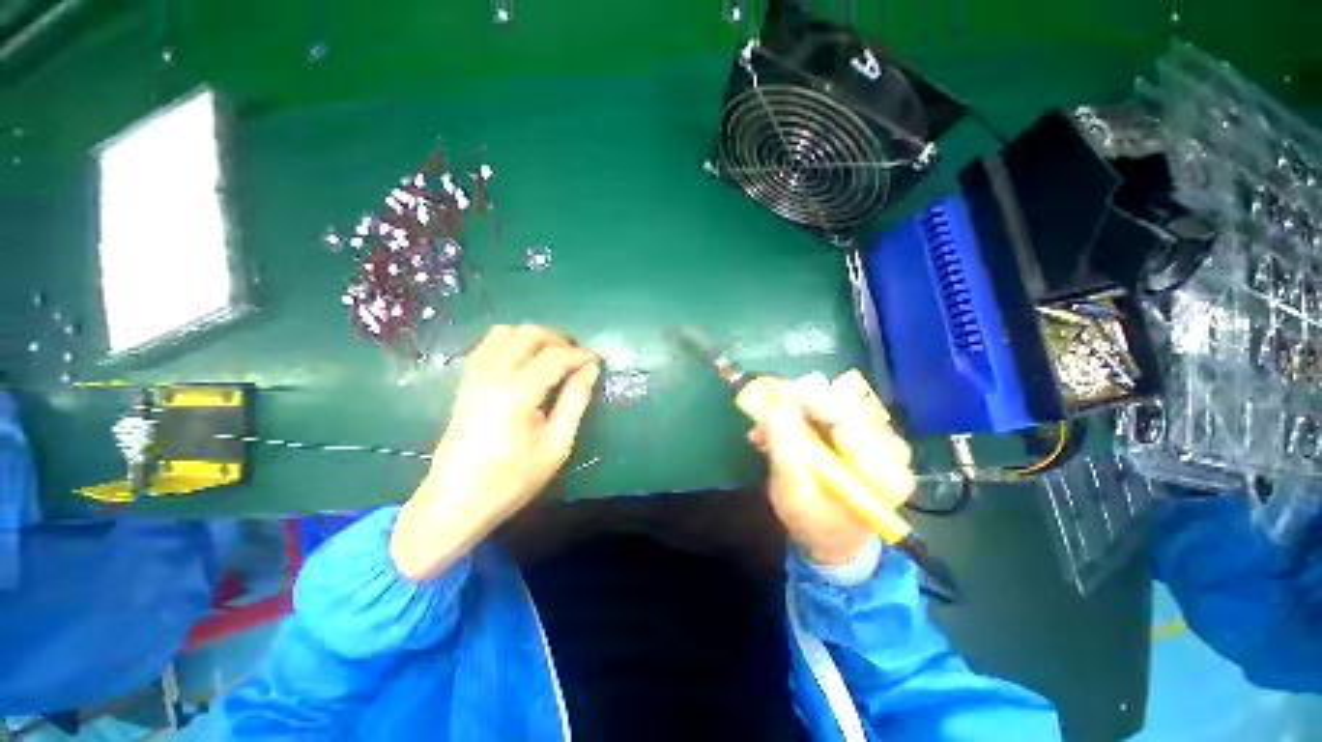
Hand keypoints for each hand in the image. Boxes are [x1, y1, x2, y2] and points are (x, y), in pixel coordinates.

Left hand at [391, 325, 599, 579]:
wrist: (456, 501)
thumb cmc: (513, 478)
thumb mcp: (557, 444)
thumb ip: (575, 400)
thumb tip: (590, 369)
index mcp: (517, 392)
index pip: (555, 355)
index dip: (580, 355)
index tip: (597, 362)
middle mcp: (492, 374)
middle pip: (529, 333)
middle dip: (559, 339)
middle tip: (576, 358)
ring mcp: (474, 374)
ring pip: (506, 331)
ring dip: (534, 338)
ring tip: (552, 357)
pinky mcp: (465, 381)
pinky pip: (489, 344)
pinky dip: (513, 343)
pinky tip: (526, 363)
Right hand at [748, 373, 914, 565]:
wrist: (833, 539)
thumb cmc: (813, 522)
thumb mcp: (791, 489)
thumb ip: (784, 444)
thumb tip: (777, 399)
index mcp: (882, 471)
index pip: (844, 417)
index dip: (804, 398)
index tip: (770, 390)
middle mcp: (892, 449)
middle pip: (841, 405)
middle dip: (795, 406)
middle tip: (762, 415)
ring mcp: (883, 439)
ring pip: (834, 403)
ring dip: (795, 411)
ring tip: (767, 431)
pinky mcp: (870, 434)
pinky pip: (834, 410)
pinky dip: (803, 416)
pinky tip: (782, 431)